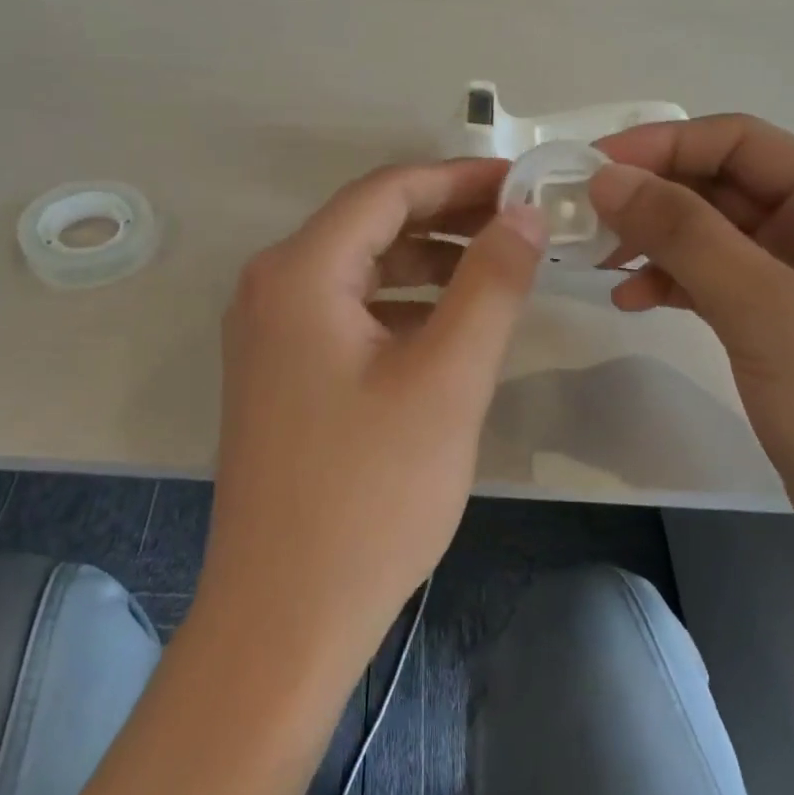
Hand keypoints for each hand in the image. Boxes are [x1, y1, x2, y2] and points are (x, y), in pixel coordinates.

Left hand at [196, 160, 545, 677]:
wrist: (285, 615)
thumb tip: (524, 214)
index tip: (523, 182)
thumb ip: (490, 284)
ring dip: (429, 262)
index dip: (459, 179)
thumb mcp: (447, 379)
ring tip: (499, 269)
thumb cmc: (369, 494)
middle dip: (448, 218)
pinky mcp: (281, 374)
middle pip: (371, 225)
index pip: (388, 192)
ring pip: (362, 270)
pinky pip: (349, 313)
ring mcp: (269, 334)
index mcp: (299, 272)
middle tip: (522, 223)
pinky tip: (451, 325)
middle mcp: (271, 288)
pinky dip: (403, 306)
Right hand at [590, 115, 793, 587]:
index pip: (741, 142)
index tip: (588, 170)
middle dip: (653, 198)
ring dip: (658, 242)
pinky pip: (722, 283)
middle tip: (582, 223)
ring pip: (718, 236)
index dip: (660, 146)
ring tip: (600, 265)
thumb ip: (686, 236)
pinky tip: (634, 301)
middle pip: (726, 186)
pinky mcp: (791, 329)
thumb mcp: (769, 315)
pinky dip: (676, 284)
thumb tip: (607, 177)